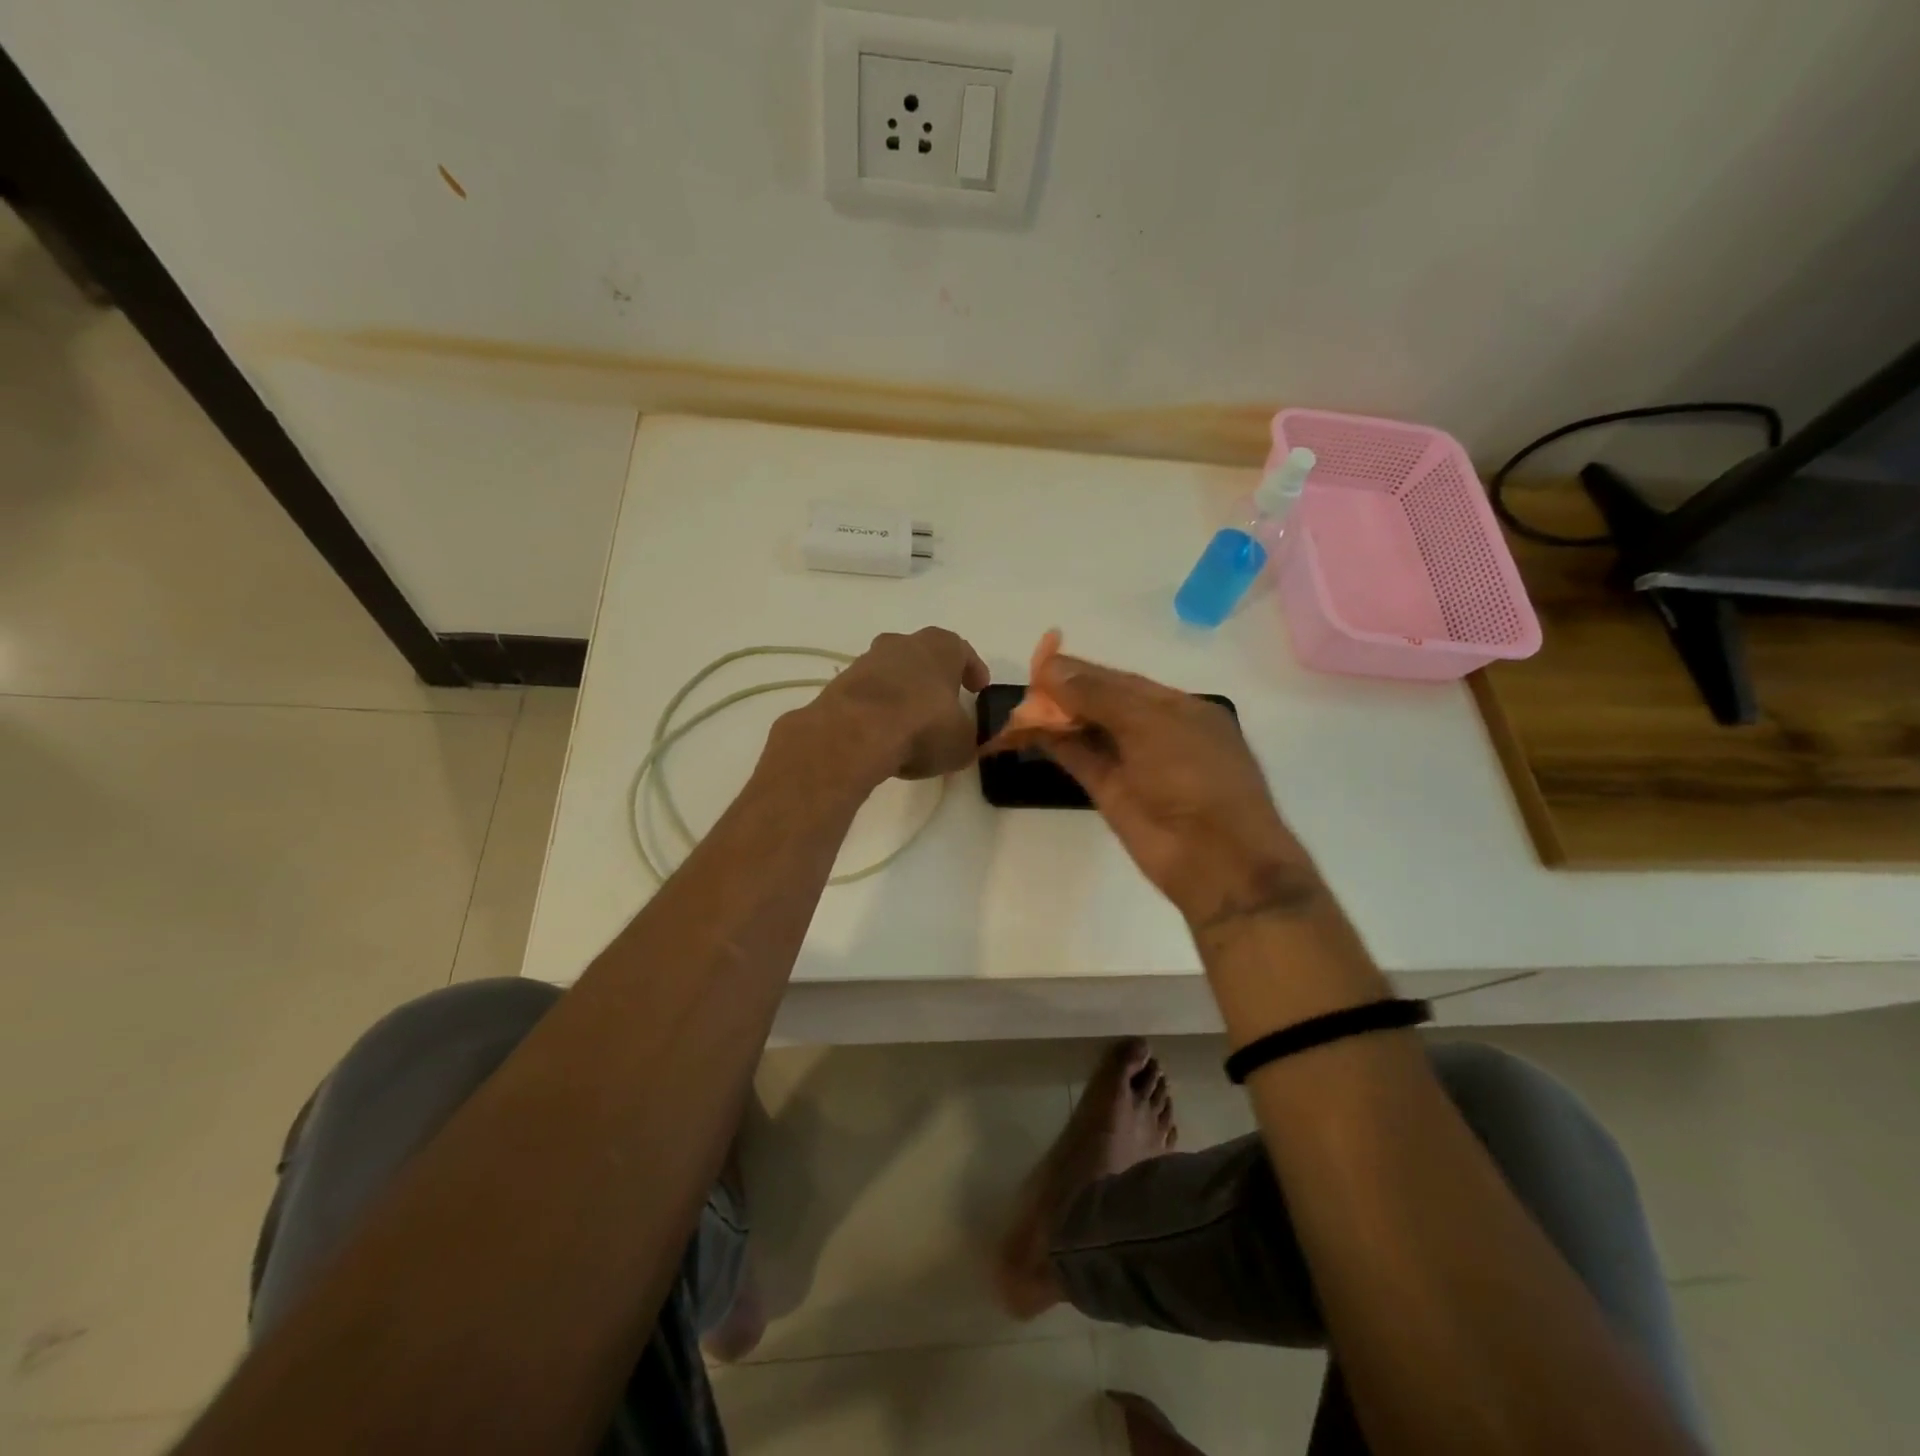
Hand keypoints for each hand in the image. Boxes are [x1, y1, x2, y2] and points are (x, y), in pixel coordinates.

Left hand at [798, 627, 990, 782]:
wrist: (853, 734)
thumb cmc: (921, 726)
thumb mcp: (962, 742)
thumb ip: (968, 738)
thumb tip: (964, 741)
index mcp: (940, 646)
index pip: (962, 651)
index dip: (972, 671)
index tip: (978, 689)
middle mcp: (902, 644)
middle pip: (923, 656)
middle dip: (934, 678)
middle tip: (943, 703)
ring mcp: (867, 661)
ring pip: (893, 673)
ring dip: (903, 693)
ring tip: (910, 724)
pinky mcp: (841, 684)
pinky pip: (869, 694)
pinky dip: (878, 709)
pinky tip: (883, 734)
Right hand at [1035, 653, 1321, 931]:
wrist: (1215, 857)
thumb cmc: (1195, 776)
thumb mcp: (1151, 724)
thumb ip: (1098, 696)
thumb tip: (1052, 668)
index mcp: (1177, 707)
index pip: (1121, 680)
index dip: (1082, 670)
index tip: (1042, 659)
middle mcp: (1154, 731)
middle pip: (1101, 703)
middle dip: (1064, 693)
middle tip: (1025, 683)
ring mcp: (1132, 763)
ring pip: (1087, 731)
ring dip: (1055, 718)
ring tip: (1016, 709)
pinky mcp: (1112, 792)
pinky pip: (1080, 759)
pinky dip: (1055, 744)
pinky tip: (1027, 731)